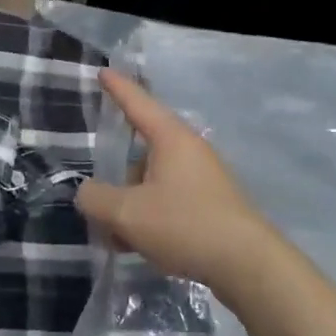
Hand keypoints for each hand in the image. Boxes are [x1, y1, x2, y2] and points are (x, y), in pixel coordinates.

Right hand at [76, 70, 280, 288]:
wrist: (248, 265)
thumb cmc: (185, 225)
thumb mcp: (127, 213)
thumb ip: (97, 199)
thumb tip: (87, 193)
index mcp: (170, 138)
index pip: (137, 103)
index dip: (117, 88)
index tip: (103, 71)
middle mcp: (189, 149)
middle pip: (141, 152)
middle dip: (118, 179)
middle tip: (101, 205)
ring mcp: (204, 177)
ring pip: (154, 181)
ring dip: (132, 203)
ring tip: (118, 238)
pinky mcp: (212, 203)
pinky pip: (170, 200)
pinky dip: (150, 215)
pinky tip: (140, 245)